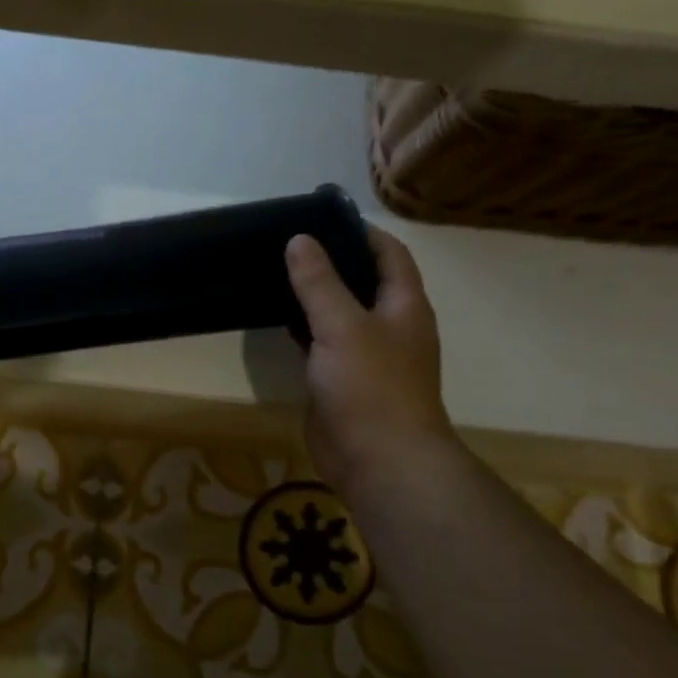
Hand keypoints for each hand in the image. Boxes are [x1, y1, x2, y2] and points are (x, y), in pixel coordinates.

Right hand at [285, 226, 453, 489]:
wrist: (377, 459)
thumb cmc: (370, 386)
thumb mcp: (343, 326)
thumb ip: (319, 283)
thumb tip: (299, 240)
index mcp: (403, 306)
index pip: (389, 254)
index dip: (360, 232)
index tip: (320, 218)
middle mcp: (388, 326)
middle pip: (361, 282)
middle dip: (330, 262)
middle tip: (287, 244)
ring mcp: (364, 356)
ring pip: (337, 315)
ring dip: (312, 297)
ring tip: (274, 273)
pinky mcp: (339, 381)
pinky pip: (320, 345)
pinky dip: (301, 330)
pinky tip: (274, 319)